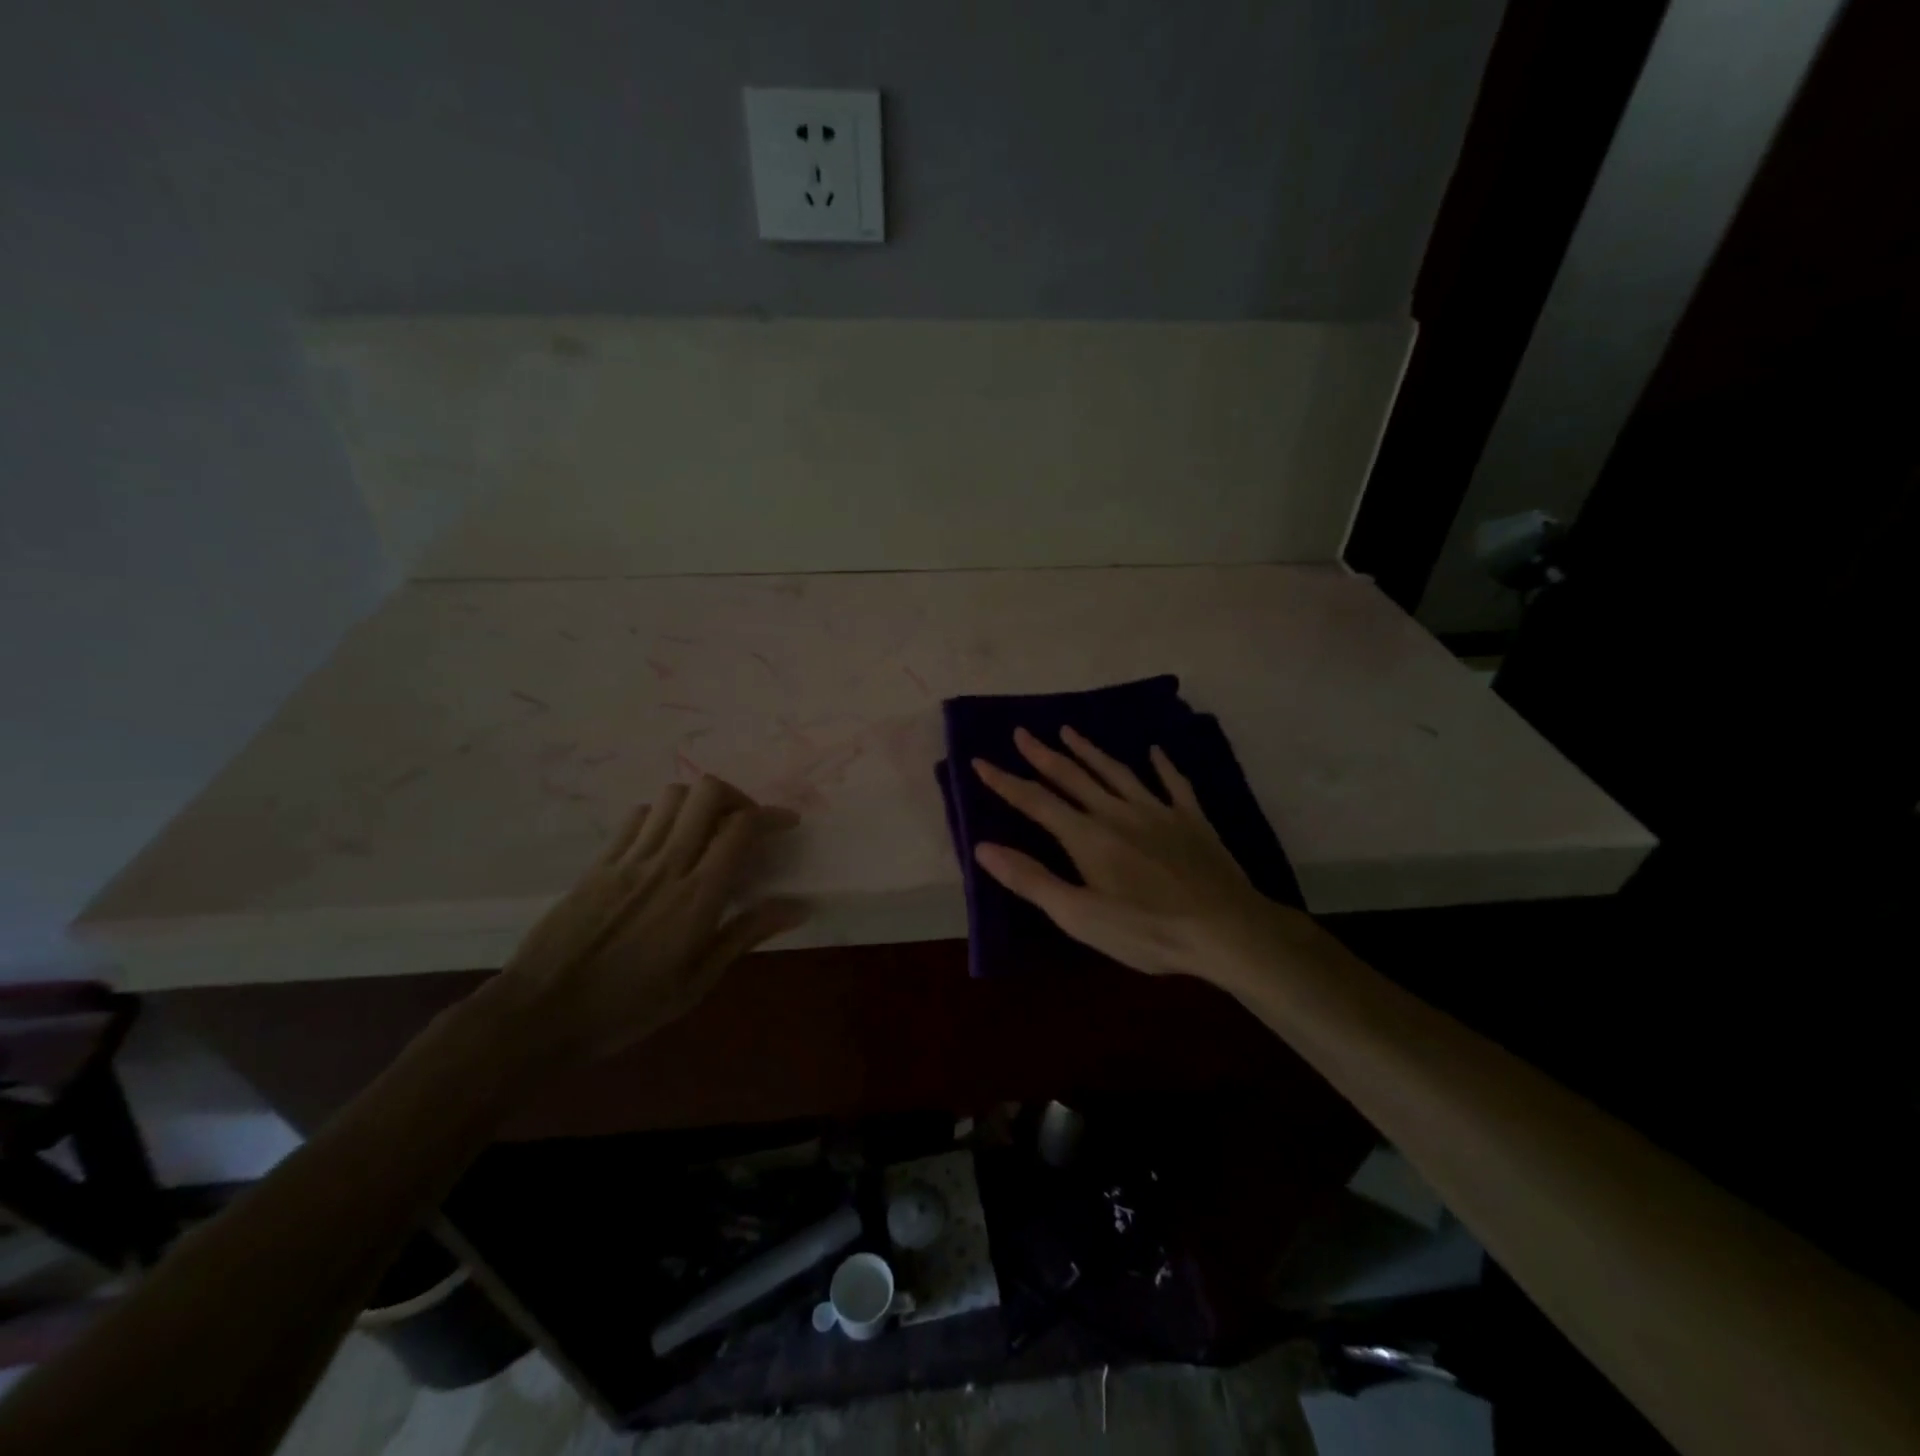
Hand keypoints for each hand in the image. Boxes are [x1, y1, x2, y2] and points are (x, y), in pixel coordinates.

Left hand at [475, 775, 807, 1066]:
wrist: (540, 1014)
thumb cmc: (628, 1007)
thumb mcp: (698, 982)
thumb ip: (746, 934)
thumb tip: (798, 905)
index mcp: (698, 895)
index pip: (741, 827)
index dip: (771, 816)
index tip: (786, 825)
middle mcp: (667, 864)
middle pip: (707, 793)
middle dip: (736, 797)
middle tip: (744, 824)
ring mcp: (628, 859)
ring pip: (672, 797)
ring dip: (698, 804)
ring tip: (706, 831)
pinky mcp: (599, 863)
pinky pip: (637, 816)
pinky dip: (662, 816)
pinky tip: (665, 844)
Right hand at [971, 727, 1307, 983]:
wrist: (1227, 929)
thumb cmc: (1147, 930)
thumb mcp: (1079, 915)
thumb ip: (1031, 879)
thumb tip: (983, 847)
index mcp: (1087, 836)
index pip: (1036, 801)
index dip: (1005, 781)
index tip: (980, 761)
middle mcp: (1118, 812)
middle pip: (1073, 776)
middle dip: (1043, 754)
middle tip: (1022, 732)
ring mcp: (1158, 811)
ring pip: (1116, 772)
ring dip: (1090, 751)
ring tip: (1069, 731)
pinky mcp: (1192, 820)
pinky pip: (1173, 784)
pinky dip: (1162, 765)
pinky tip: (1155, 751)